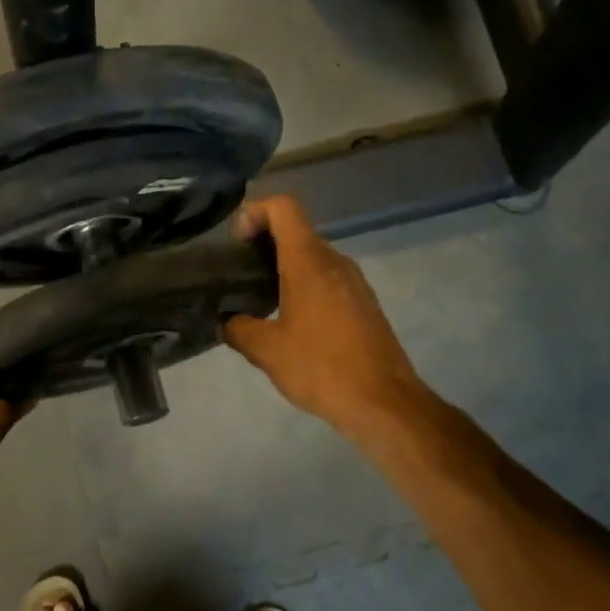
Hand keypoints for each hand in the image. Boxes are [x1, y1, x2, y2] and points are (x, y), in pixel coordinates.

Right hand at [223, 196, 427, 437]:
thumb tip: (224, 320)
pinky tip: (291, 322)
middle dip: (263, 244)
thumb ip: (237, 328)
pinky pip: (328, 278)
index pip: (283, 207)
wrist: (384, 403)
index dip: (254, 213)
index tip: (237, 245)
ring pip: (312, 256)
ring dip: (283, 268)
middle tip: (239, 277)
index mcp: (309, 261)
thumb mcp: (267, 351)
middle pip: (295, 231)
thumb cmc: (321, 368)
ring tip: (260, 302)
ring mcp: (354, 281)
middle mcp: (335, 261)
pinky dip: (304, 285)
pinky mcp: (364, 303)